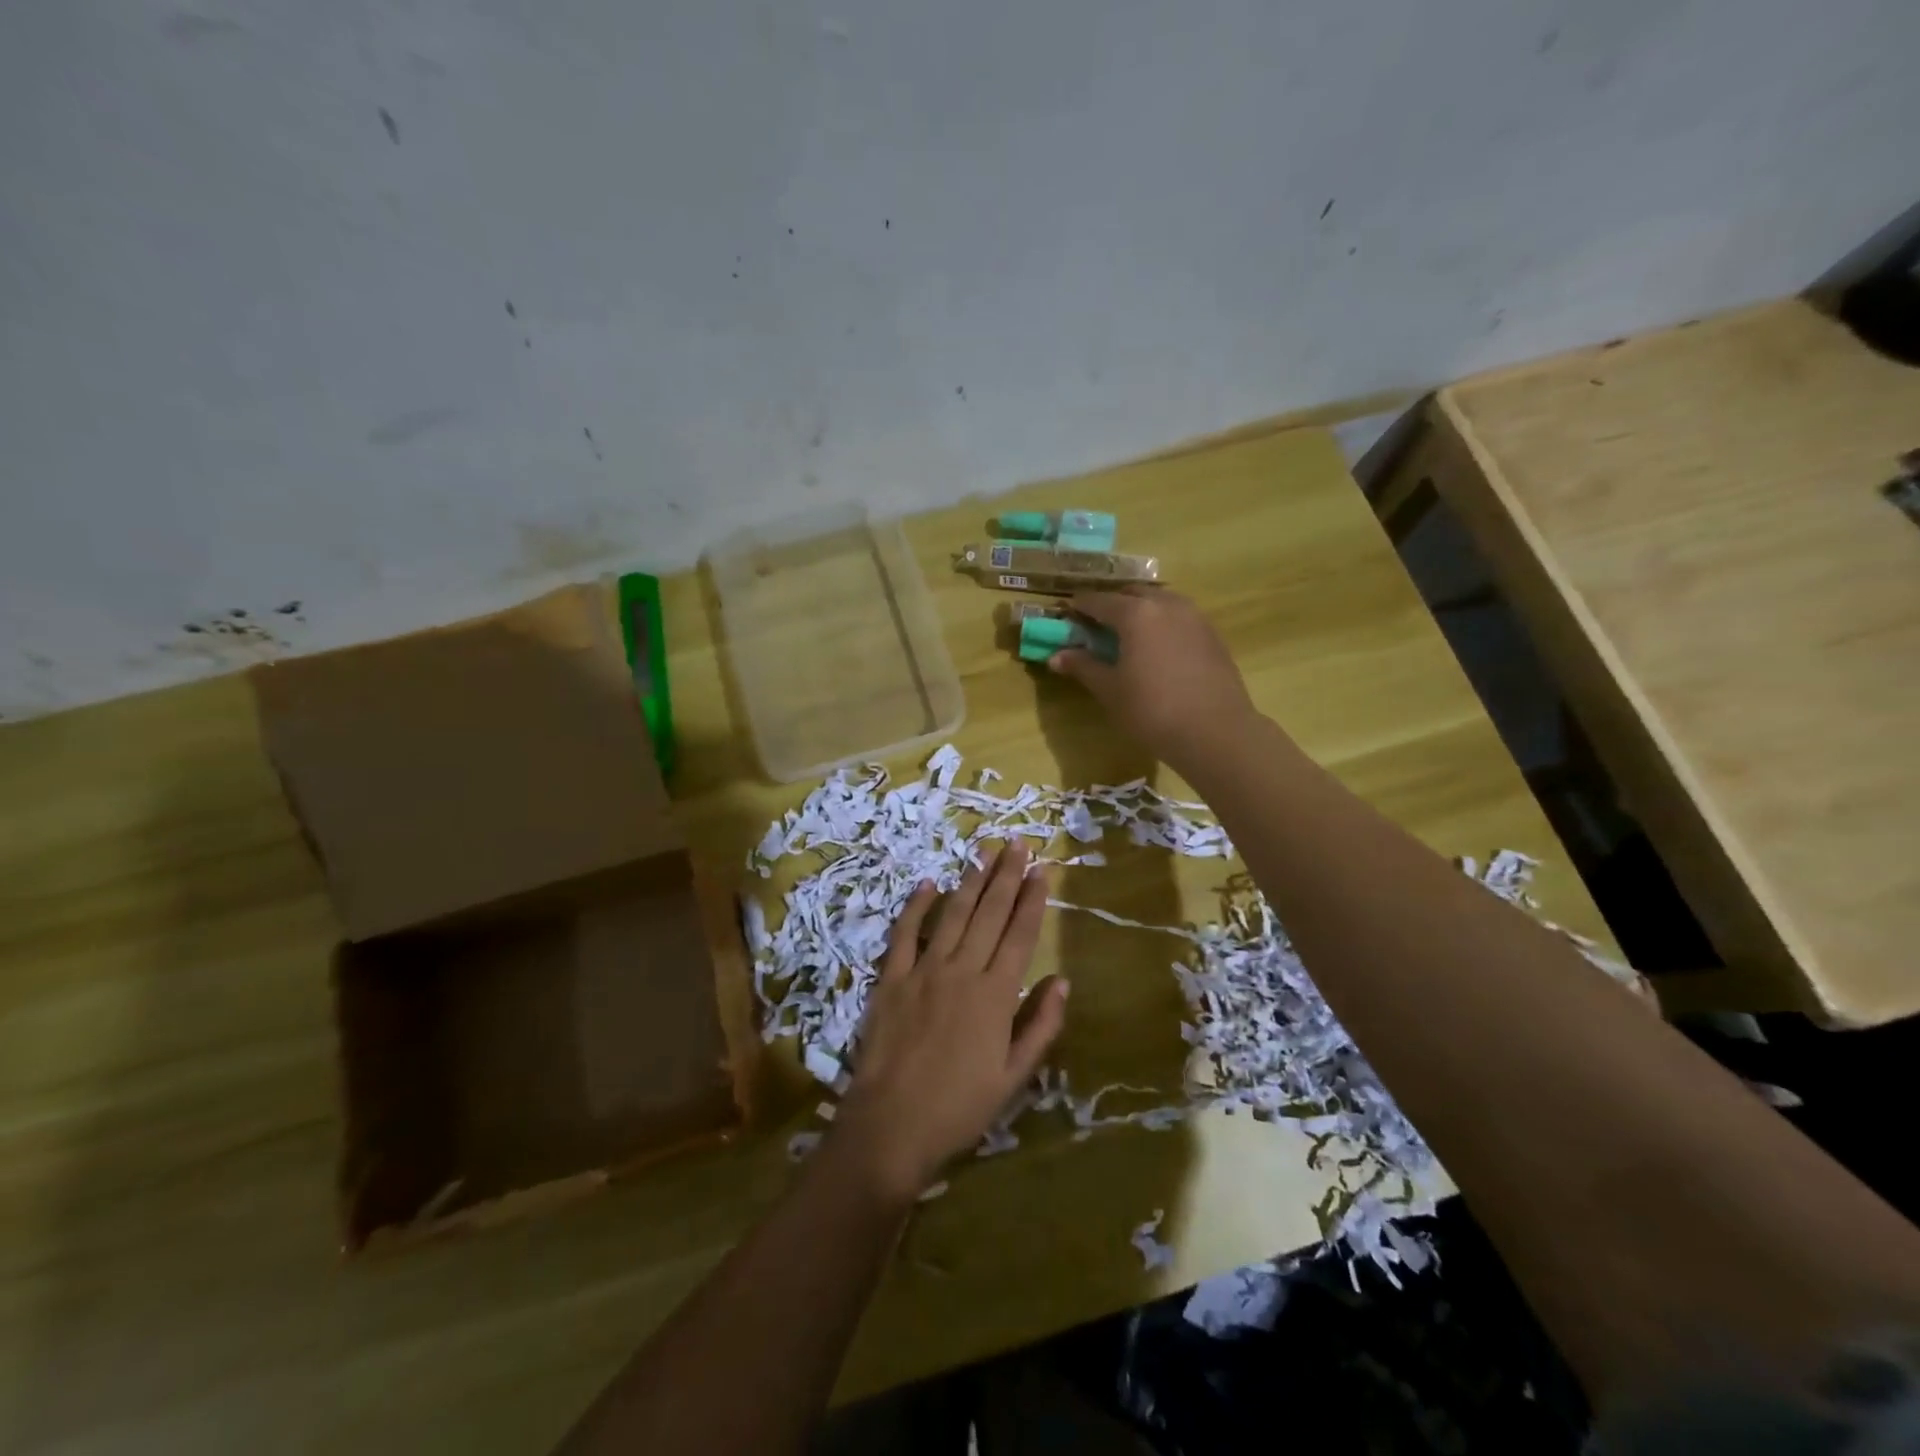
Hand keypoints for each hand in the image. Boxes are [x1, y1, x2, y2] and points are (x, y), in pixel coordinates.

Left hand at [827, 843, 1068, 1205]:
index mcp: (995, 996)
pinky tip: (928, 883)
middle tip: (1017, 843)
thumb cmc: (959, 1108)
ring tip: (985, 852)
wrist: (891, 1127)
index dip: (1032, 900)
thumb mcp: (1014, 1078)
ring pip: (953, 915)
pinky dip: (916, 906)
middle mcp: (962, 971)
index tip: (1041, 870)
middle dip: (1006, 876)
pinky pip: (905, 933)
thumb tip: (1062, 981)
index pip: (1019, 935)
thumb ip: (1041, 1027)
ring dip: (971, 881)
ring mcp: (923, 971)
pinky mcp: (890, 978)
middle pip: (989, 914)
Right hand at [1048, 587, 1258, 769]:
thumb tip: (1056, 656)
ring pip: (1160, 601)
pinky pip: (1179, 616)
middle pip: (1132, 594)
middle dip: (1111, 604)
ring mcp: (1194, 617)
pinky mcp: (1212, 634)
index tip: (1067, 614)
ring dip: (1140, 609)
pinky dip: (1162, 622)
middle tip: (1096, 624)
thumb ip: (1084, 667)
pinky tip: (1157, 647)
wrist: (1215, 731)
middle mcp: (1166, 604)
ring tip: (1128, 633)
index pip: (1099, 601)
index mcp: (1136, 613)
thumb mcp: (1110, 690)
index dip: (1080, 606)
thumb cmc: (1152, 710)